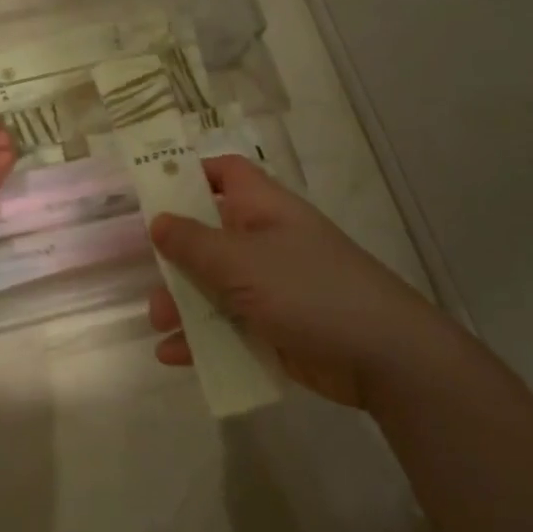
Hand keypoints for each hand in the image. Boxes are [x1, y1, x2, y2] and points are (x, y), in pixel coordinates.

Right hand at [147, 156, 438, 408]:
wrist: (385, 357)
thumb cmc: (308, 289)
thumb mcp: (241, 263)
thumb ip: (194, 243)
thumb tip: (158, 221)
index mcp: (262, 208)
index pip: (225, 173)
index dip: (191, 173)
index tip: (154, 190)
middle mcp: (264, 240)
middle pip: (210, 234)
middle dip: (176, 256)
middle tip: (147, 273)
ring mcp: (271, 285)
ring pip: (215, 284)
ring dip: (183, 302)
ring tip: (158, 322)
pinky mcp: (275, 326)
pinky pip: (228, 325)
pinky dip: (202, 339)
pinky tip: (173, 356)